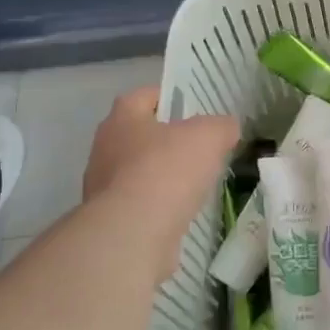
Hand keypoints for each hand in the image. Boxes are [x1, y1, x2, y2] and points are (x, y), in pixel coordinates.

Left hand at [83, 87, 238, 269]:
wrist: (134, 233)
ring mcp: (102, 187)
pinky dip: (158, 207)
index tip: (194, 109)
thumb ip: (221, 126)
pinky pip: (139, 205)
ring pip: (138, 172)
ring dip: (162, 176)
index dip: (169, 98)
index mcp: (122, 118)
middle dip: (166, 141)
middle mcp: (105, 148)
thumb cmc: (167, 170)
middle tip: (199, 148)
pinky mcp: (109, 220)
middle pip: (139, 136)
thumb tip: (226, 129)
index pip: (144, 97)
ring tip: (194, 184)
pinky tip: (180, 214)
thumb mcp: (209, 136)